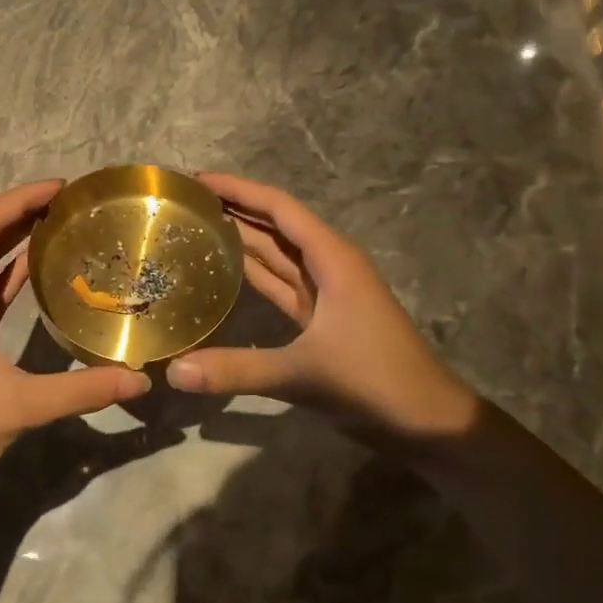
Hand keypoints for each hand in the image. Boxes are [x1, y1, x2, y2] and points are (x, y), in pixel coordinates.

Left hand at [0, 179, 149, 499]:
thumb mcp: (18, 406)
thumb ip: (80, 390)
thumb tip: (138, 380)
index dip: (22, 198)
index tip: (63, 187)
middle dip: (18, 208)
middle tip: (65, 201)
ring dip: (10, 235)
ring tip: (56, 223)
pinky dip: (5, 269)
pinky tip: (35, 268)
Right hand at [167, 173, 477, 435]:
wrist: (428, 423)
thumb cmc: (374, 382)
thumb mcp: (303, 374)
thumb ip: (238, 369)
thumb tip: (174, 372)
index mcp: (332, 258)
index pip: (278, 208)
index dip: (238, 189)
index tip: (196, 179)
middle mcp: (328, 264)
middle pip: (274, 226)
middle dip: (233, 209)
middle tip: (183, 202)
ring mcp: (326, 292)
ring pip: (275, 255)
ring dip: (239, 239)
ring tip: (193, 226)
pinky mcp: (321, 318)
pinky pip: (279, 284)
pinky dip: (251, 275)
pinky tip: (221, 271)